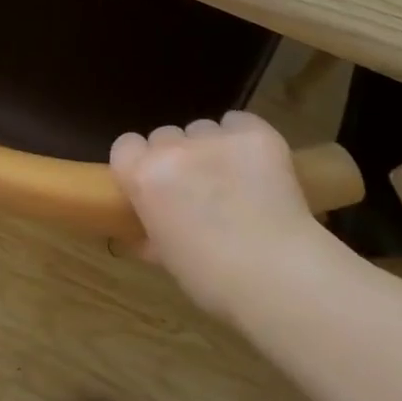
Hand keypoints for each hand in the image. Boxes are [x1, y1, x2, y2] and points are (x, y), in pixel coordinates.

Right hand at [111, 112, 324, 318]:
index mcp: (143, 177)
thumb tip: (145, 232)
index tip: (153, 182)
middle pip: (165, 135)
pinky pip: (239, 122)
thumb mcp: (166, 257)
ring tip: (234, 179)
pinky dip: (243, 138)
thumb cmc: (212, 278)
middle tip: (197, 187)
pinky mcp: (256, 134)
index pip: (126, 145)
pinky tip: (256, 164)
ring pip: (203, 129)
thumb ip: (150, 232)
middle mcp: (174, 149)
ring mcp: (216, 138)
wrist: (276, 274)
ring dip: (210, 148)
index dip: (139, 161)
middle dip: (176, 156)